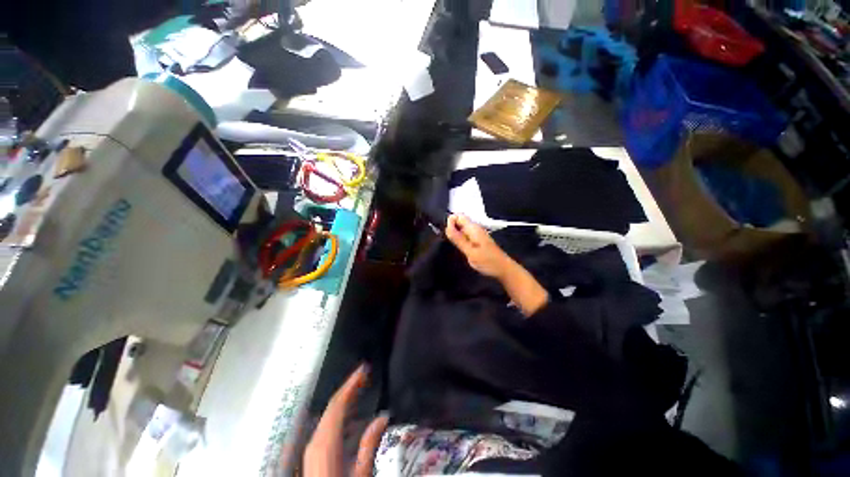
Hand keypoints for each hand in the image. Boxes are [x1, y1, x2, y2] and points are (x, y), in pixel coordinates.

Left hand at [304, 365, 388, 476]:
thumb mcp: (360, 475)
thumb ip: (369, 445)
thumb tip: (382, 417)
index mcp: (326, 444)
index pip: (338, 404)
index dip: (351, 384)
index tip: (364, 369)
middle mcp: (315, 441)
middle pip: (332, 406)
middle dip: (348, 387)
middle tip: (365, 373)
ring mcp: (312, 447)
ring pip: (328, 414)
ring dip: (344, 398)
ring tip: (360, 386)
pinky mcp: (313, 453)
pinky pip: (326, 424)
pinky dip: (339, 412)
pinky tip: (349, 412)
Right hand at [445, 214, 513, 278]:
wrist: (503, 269)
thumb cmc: (488, 261)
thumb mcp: (470, 252)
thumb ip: (458, 239)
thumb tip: (446, 227)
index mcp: (473, 228)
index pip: (458, 216)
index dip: (450, 222)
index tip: (447, 234)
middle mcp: (475, 228)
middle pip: (459, 221)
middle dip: (451, 229)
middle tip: (450, 242)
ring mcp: (477, 234)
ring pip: (461, 229)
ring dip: (456, 235)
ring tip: (455, 247)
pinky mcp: (478, 240)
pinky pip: (466, 235)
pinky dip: (461, 240)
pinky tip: (461, 249)